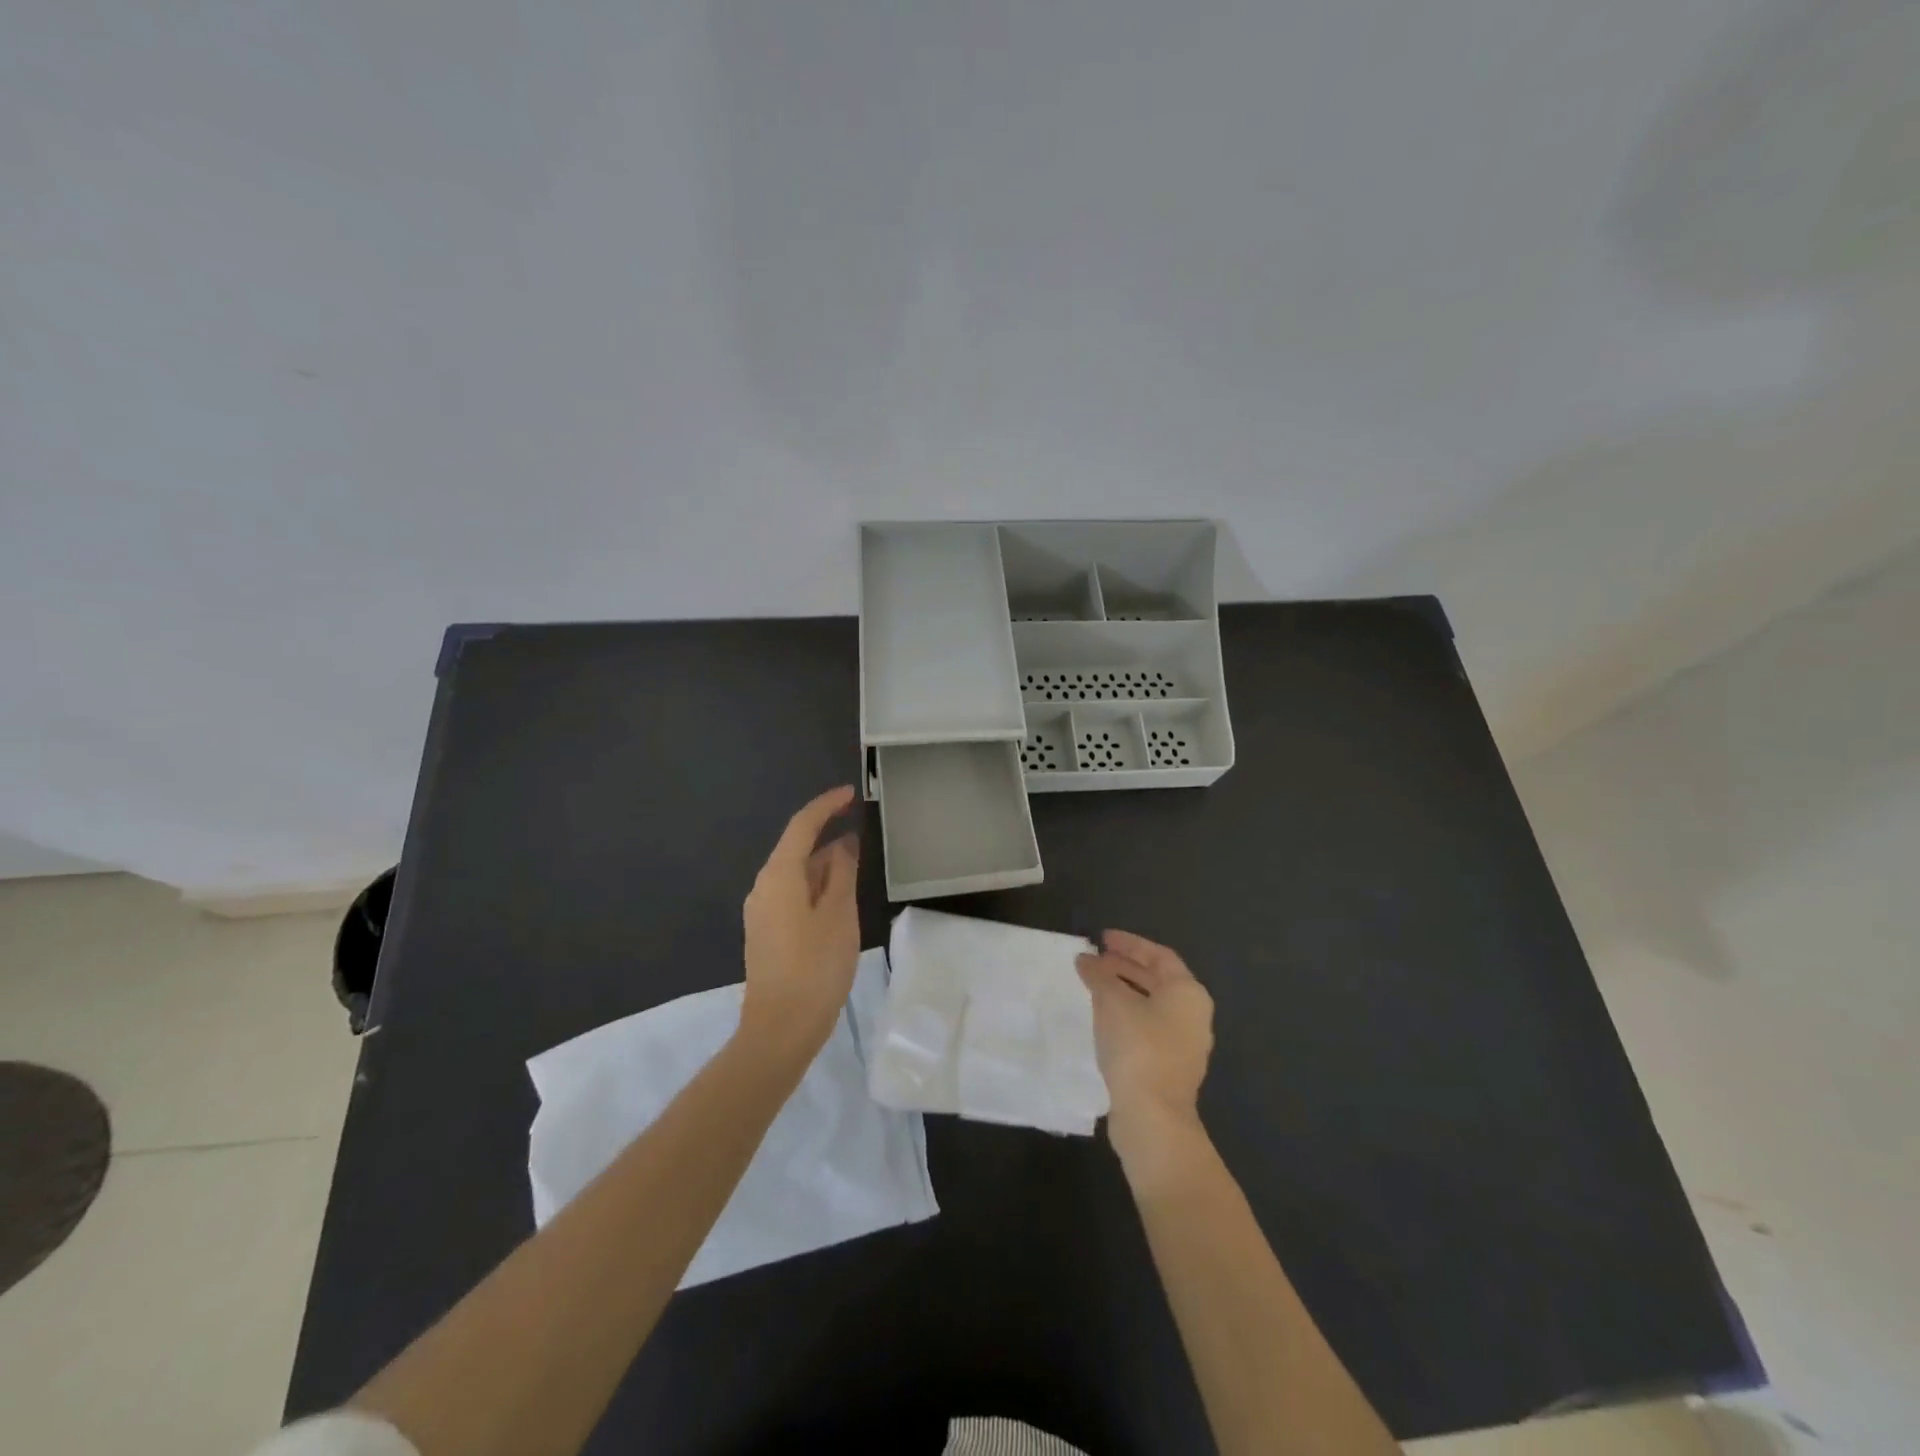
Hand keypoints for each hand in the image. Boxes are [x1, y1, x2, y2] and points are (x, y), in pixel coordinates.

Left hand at [739, 786, 862, 1062]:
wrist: (781, 1029)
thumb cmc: (815, 966)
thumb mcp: (839, 914)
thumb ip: (842, 872)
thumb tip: (843, 845)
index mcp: (779, 875)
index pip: (802, 825)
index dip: (826, 806)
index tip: (850, 793)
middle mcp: (764, 887)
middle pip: (797, 849)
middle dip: (829, 839)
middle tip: (864, 838)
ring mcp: (762, 912)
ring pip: (797, 874)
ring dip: (825, 867)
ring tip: (859, 869)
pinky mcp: (767, 933)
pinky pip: (793, 895)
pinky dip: (817, 888)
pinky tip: (840, 900)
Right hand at [1077, 930, 1214, 1185]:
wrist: (1153, 1117)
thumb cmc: (1138, 1047)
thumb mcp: (1112, 1002)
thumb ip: (1099, 975)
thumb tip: (1085, 959)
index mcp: (1188, 992)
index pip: (1159, 955)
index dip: (1129, 943)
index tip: (1101, 938)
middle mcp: (1193, 1015)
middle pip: (1157, 979)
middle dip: (1125, 966)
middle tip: (1094, 959)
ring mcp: (1184, 1044)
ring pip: (1151, 1004)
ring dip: (1123, 991)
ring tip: (1093, 985)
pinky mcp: (1170, 1067)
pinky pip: (1147, 1027)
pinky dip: (1126, 1014)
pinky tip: (1102, 1018)